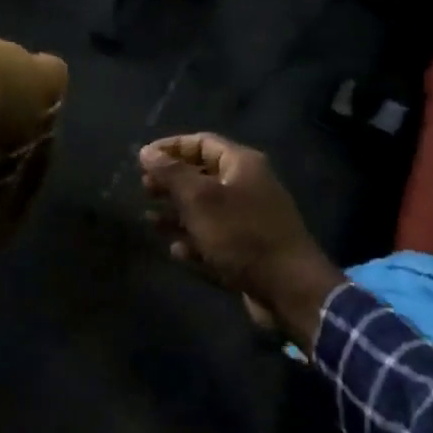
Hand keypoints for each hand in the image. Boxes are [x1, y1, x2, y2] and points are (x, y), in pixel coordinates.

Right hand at [140, 133, 344, 346]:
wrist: (290, 289)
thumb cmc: (241, 234)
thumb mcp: (199, 199)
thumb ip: (171, 173)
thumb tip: (146, 151)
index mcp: (242, 165)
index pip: (201, 143)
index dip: (170, 147)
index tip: (142, 159)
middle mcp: (247, 186)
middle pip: (201, 176)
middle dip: (171, 183)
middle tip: (144, 190)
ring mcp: (249, 220)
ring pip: (205, 210)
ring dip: (177, 214)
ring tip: (151, 222)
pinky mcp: (248, 250)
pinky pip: (214, 239)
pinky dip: (194, 242)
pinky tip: (177, 252)